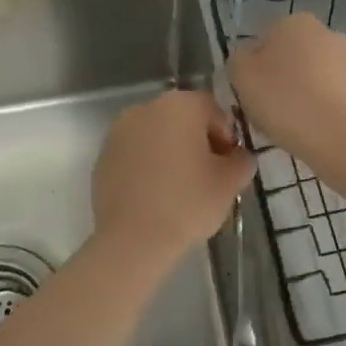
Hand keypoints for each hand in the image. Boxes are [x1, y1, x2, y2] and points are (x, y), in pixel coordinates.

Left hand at [92, 90, 255, 259]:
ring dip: (171, 153)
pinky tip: (155, 195)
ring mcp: (119, 131)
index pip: (213, 110)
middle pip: (182, 119)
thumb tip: (238, 157)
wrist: (133, 239)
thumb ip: (242, 160)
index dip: (227, 137)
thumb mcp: (230, 182)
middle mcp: (146, 108)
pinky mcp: (103, 157)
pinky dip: (148, 166)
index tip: (228, 166)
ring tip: (180, 188)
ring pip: (156, 136)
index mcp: (179, 105)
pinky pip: (135, 154)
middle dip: (197, 142)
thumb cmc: (188, 202)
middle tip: (208, 177)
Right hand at [229, 13, 345, 170]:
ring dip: (298, 94)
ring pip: (309, 76)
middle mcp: (325, 32)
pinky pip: (328, 95)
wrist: (340, 137)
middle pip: (288, 57)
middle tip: (266, 110)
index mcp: (294, 22)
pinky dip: (317, 107)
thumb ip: (238, 59)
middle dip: (277, 79)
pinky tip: (310, 129)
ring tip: (288, 124)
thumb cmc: (284, 100)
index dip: (252, 69)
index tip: (249, 93)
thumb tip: (248, 59)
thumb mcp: (241, 75)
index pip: (262, 41)